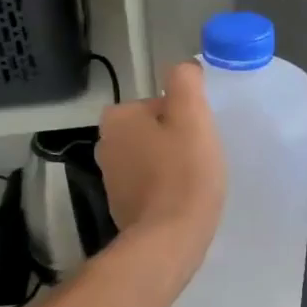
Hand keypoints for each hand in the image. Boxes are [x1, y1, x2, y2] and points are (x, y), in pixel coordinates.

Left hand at [97, 60, 225, 272]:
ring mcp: (111, 179)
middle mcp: (105, 144)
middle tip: (201, 158)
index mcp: (117, 118)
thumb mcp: (192, 115)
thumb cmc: (184, 172)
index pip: (160, 104)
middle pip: (154, 130)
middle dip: (176, 141)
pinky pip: (149, 186)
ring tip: (195, 181)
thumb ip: (185, 81)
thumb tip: (183, 68)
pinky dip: (165, 189)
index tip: (200, 137)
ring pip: (152, 158)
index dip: (186, 117)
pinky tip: (183, 201)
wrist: (170, 238)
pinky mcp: (121, 207)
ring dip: (172, 165)